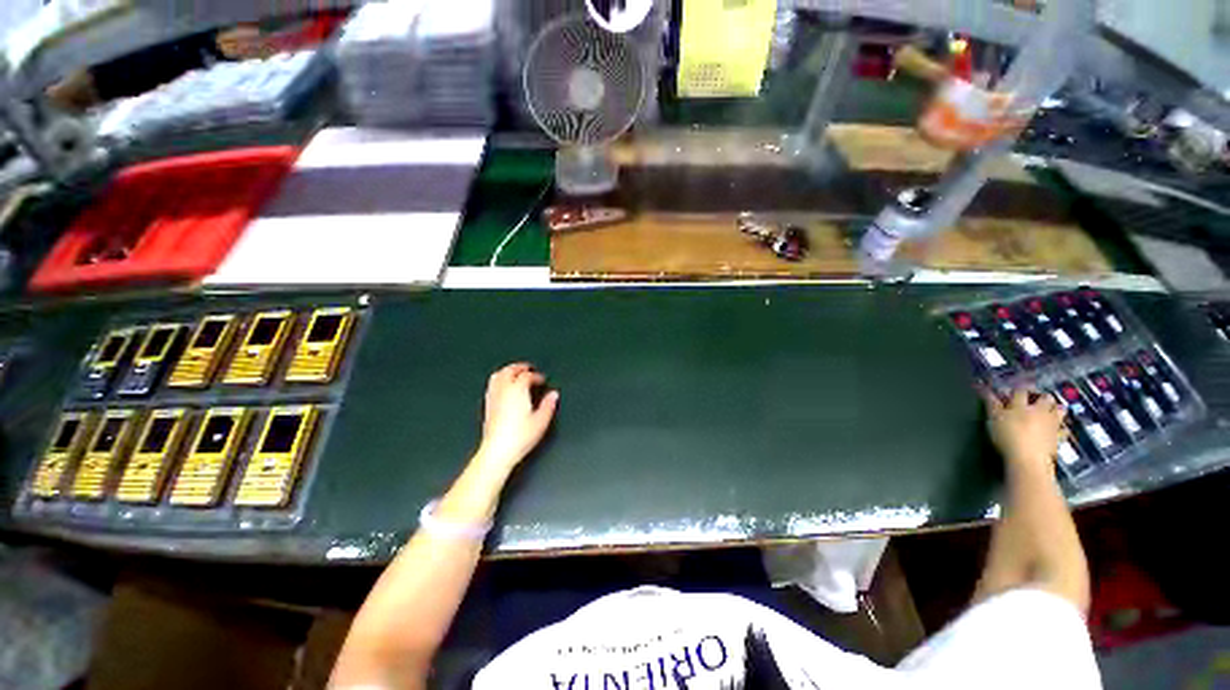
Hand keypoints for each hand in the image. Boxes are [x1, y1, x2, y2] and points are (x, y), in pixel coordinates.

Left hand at [477, 363, 558, 471]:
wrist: (498, 451)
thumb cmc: (519, 437)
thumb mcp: (541, 421)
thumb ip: (548, 405)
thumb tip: (553, 395)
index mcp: (517, 390)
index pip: (527, 376)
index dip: (536, 376)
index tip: (542, 380)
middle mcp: (503, 390)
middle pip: (510, 370)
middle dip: (520, 367)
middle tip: (529, 368)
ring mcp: (493, 397)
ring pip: (498, 375)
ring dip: (507, 371)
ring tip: (515, 373)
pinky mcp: (487, 406)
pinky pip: (492, 385)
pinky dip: (499, 380)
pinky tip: (503, 387)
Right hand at [983, 388, 1066, 476]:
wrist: (1028, 459)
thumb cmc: (1007, 437)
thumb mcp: (993, 419)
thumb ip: (991, 404)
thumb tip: (985, 389)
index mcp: (1022, 405)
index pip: (1021, 390)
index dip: (1018, 388)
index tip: (1014, 388)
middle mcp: (1039, 411)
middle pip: (1045, 398)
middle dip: (1042, 396)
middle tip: (1036, 399)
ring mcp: (1052, 424)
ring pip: (1059, 410)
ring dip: (1056, 409)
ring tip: (1051, 411)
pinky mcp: (1058, 437)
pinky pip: (1064, 429)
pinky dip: (1062, 428)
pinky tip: (1059, 429)